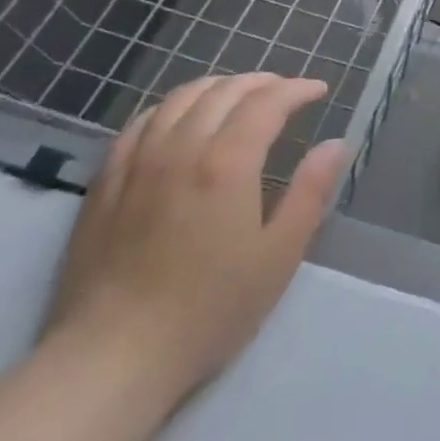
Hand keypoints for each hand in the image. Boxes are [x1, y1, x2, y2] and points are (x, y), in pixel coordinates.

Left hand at [43, 73, 349, 409]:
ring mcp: (136, 163)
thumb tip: (335, 145)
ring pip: (178, 99)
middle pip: (223, 92)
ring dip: (216, 87)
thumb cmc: (209, 309)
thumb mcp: (278, 255)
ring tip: (238, 95)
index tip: (318, 91)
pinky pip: (139, 123)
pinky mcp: (104, 184)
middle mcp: (180, 149)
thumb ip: (310, 192)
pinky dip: (170, 107)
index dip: (296, 89)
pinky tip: (178, 119)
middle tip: (285, 91)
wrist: (111, 357)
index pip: (266, 103)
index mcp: (227, 163)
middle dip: (261, 83)